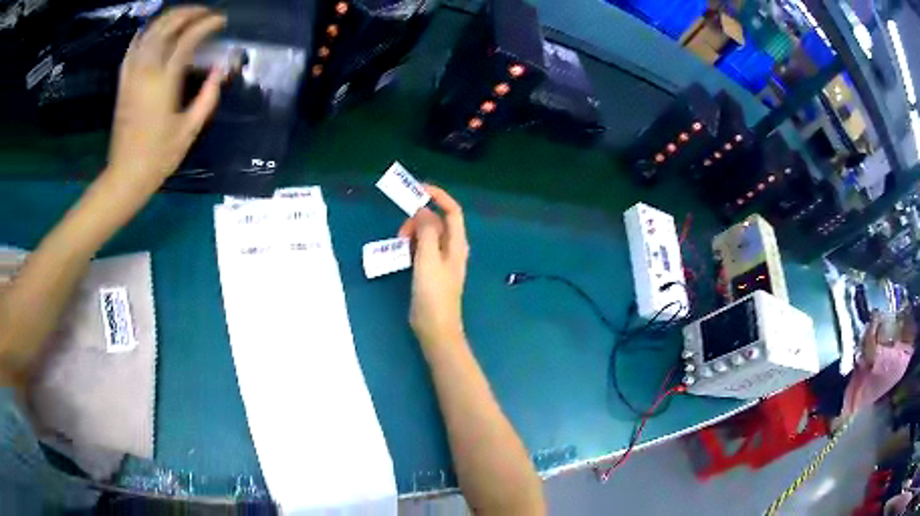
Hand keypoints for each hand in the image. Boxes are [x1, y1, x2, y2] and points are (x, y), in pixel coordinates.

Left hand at [106, 6, 225, 192]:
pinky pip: (132, 49)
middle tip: (204, 13)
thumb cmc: (159, 157)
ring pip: (149, 32)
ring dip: (168, 18)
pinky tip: (153, 29)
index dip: (206, 24)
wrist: (126, 176)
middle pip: (167, 26)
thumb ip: (207, 96)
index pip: (187, 38)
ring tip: (184, 15)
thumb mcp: (190, 129)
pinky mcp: (123, 83)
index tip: (221, 21)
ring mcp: (132, 75)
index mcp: (165, 82)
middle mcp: (146, 71)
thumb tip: (220, 69)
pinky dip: (144, 33)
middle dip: (188, 13)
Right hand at [399, 185, 469, 347]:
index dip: (437, 196)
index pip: (452, 210)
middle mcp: (452, 248)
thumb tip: (423, 210)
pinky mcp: (431, 270)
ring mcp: (442, 260)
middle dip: (418, 219)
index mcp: (457, 243)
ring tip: (399, 245)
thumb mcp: (428, 259)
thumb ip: (426, 232)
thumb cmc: (433, 294)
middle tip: (401, 233)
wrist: (435, 327)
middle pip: (436, 222)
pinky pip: (422, 249)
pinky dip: (412, 246)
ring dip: (412, 233)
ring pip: (427, 235)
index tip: (418, 189)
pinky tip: (402, 254)